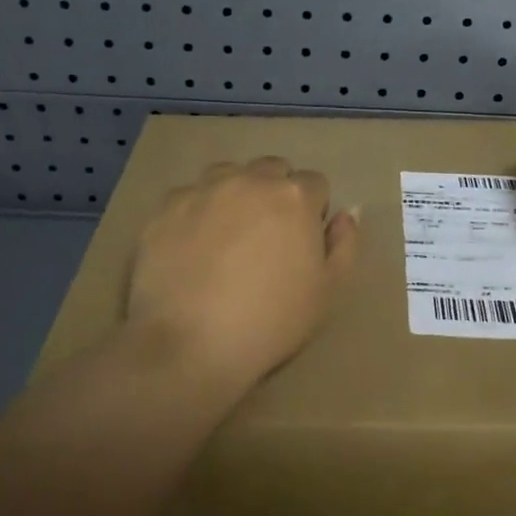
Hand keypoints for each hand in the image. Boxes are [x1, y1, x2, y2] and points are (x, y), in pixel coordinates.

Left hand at [122, 156, 361, 391]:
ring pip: (228, 175)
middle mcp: (249, 179)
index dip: (312, 212)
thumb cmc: (271, 321)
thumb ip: (345, 243)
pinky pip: (189, 197)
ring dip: (236, 194)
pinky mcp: (166, 207)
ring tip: (227, 237)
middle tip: (266, 238)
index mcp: (294, 196)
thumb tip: (349, 212)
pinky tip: (192, 249)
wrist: (191, 345)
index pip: (314, 184)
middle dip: (275, 193)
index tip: (302, 243)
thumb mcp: (328, 291)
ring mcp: (203, 189)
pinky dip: (196, 213)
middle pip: (271, 170)